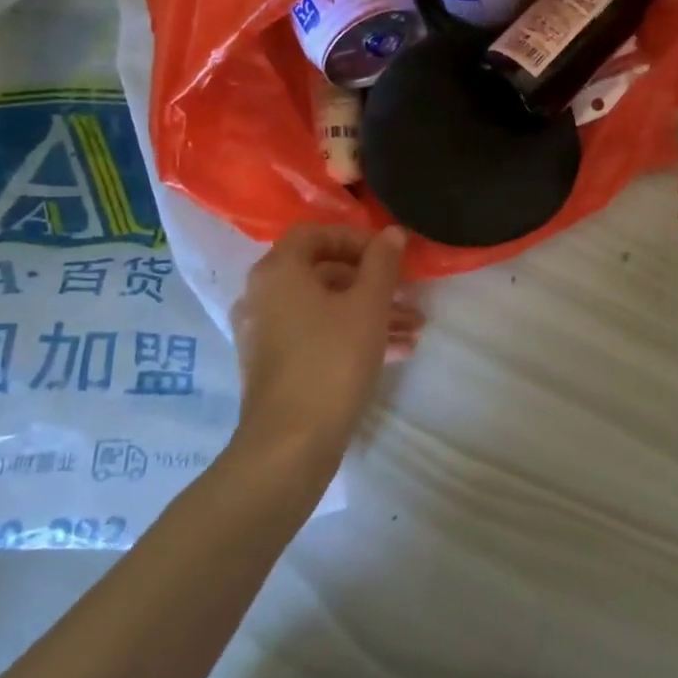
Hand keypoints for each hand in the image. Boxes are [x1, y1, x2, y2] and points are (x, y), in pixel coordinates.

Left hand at [229, 224, 421, 460]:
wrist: (291, 444)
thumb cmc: (331, 361)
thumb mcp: (368, 306)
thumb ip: (382, 263)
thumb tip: (392, 232)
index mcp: (278, 271)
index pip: (316, 233)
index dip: (356, 238)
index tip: (390, 255)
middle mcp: (264, 295)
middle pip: (323, 271)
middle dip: (372, 281)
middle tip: (408, 294)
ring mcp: (266, 333)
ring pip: (325, 307)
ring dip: (370, 311)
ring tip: (414, 328)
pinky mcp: (275, 364)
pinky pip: (317, 335)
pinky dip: (352, 334)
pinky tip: (397, 351)